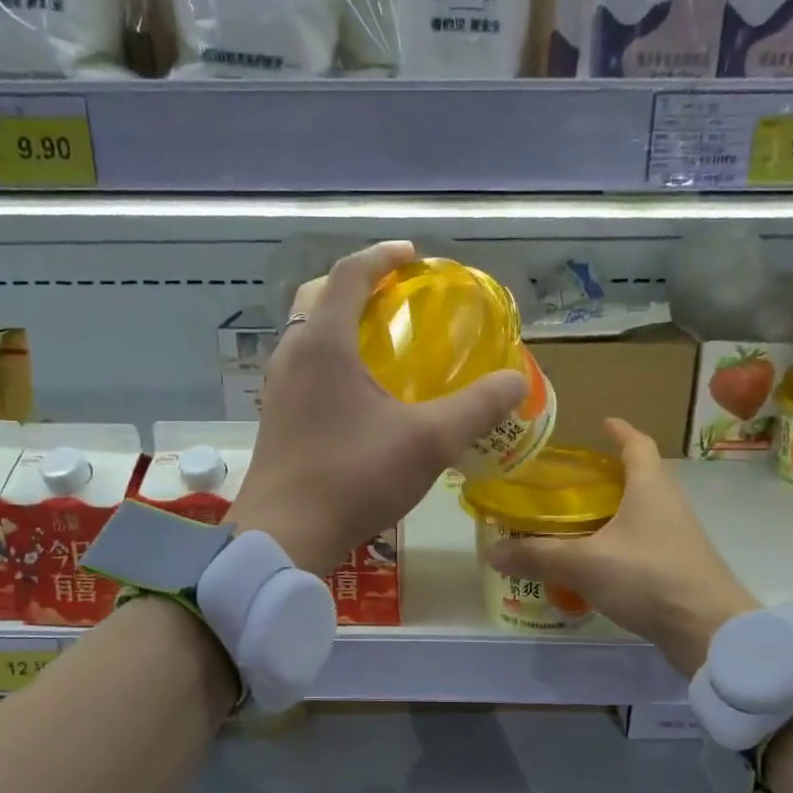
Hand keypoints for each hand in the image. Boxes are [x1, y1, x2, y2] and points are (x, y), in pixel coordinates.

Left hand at [231, 240, 526, 575]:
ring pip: (307, 332)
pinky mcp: (275, 416)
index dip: (383, 256)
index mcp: (323, 343)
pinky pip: (304, 365)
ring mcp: (277, 387)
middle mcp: (292, 354)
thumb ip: (476, 408)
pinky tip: (361, 391)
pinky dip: (331, 356)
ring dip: (341, 321)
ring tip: (383, 339)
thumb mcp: (428, 441)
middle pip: (319, 296)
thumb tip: (516, 382)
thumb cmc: (353, 478)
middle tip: (396, 295)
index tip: (413, 256)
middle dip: (357, 284)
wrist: (285, 535)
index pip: (349, 273)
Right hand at [485, 419, 760, 675]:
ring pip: (642, 510)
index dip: (619, 431)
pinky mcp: (679, 565)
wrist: (710, 630)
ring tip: (575, 519)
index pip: (637, 444)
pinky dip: (620, 541)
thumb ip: (537, 555)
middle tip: (569, 480)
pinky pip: (644, 540)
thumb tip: (491, 550)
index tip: (601, 423)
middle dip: (607, 473)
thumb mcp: (584, 563)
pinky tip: (596, 559)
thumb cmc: (648, 577)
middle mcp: (668, 503)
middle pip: (640, 476)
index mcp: (650, 486)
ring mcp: (678, 536)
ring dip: (613, 509)